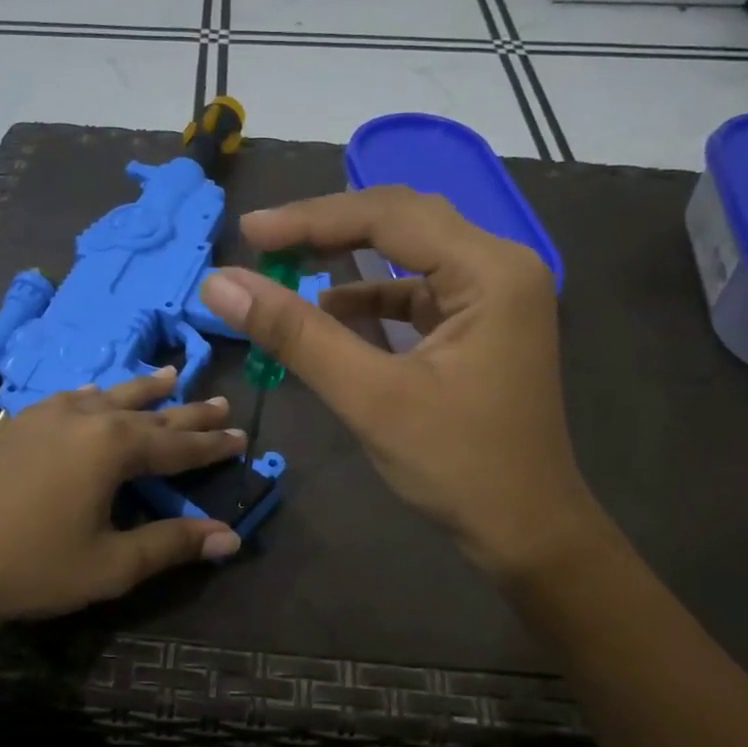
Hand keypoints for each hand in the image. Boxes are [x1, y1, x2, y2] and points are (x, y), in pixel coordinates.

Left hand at [0, 369, 244, 638]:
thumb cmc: (31, 567)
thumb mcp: (111, 564)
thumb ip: (172, 545)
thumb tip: (230, 538)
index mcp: (113, 446)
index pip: (178, 444)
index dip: (213, 445)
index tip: (243, 435)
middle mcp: (84, 418)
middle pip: (149, 412)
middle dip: (188, 412)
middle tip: (220, 402)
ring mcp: (44, 417)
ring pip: (108, 395)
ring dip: (143, 390)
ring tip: (170, 377)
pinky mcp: (15, 426)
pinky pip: (71, 400)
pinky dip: (97, 397)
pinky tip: (94, 397)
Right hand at [201, 187, 598, 580]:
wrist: (525, 530)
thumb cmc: (458, 466)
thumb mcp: (371, 397)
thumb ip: (297, 335)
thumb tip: (222, 285)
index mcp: (491, 271)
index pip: (389, 216)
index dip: (311, 219)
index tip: (249, 231)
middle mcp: (501, 267)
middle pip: (403, 221)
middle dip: (329, 229)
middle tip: (263, 240)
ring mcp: (495, 296)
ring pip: (409, 254)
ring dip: (348, 260)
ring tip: (287, 265)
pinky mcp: (480, 325)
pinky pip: (418, 292)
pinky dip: (372, 298)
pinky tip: (331, 311)